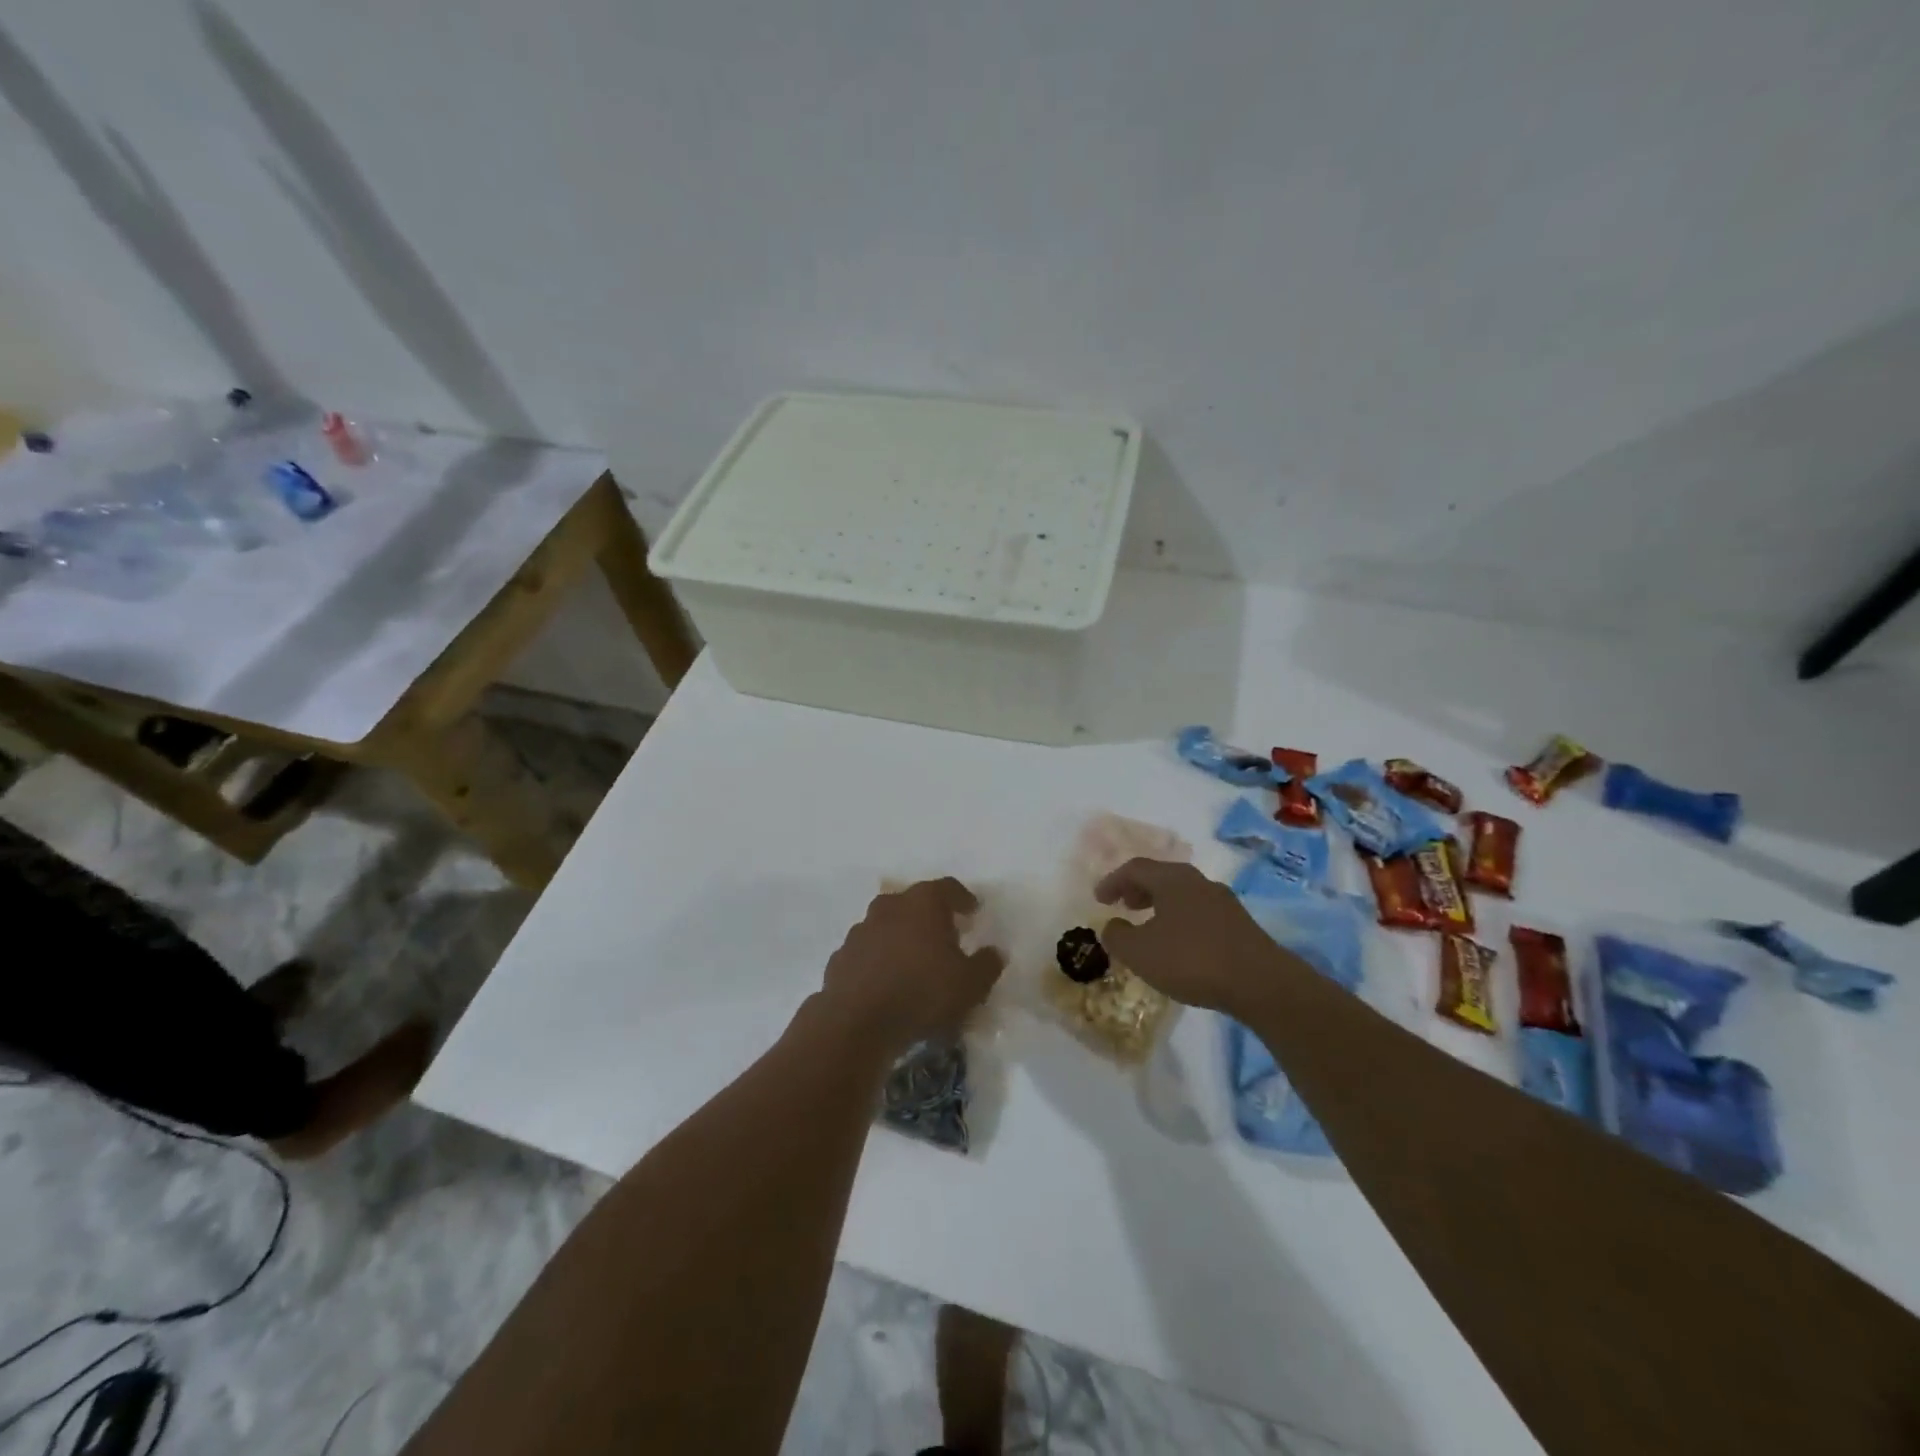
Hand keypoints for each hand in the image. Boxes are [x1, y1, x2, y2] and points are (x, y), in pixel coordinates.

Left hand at [819, 878, 1004, 1054]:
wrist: (857, 1024)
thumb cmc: (923, 994)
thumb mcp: (971, 985)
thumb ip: (987, 965)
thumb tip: (994, 952)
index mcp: (923, 903)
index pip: (948, 888)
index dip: (963, 898)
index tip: (973, 911)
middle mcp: (889, 906)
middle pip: (913, 902)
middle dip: (929, 916)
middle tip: (944, 936)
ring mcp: (860, 930)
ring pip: (887, 925)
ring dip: (901, 937)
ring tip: (914, 962)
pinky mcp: (841, 957)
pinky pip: (867, 952)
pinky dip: (879, 960)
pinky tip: (887, 982)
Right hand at [1094, 859, 1291, 1014]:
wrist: (1260, 983)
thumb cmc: (1192, 960)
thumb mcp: (1140, 953)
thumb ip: (1118, 936)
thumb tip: (1112, 926)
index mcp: (1172, 879)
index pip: (1135, 868)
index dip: (1113, 881)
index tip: (1099, 899)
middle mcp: (1198, 881)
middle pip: (1162, 876)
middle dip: (1138, 889)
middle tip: (1123, 905)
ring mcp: (1223, 901)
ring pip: (1183, 894)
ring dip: (1161, 905)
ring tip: (1149, 925)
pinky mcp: (1239, 924)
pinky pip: (1200, 912)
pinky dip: (1180, 919)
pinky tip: (1179, 944)